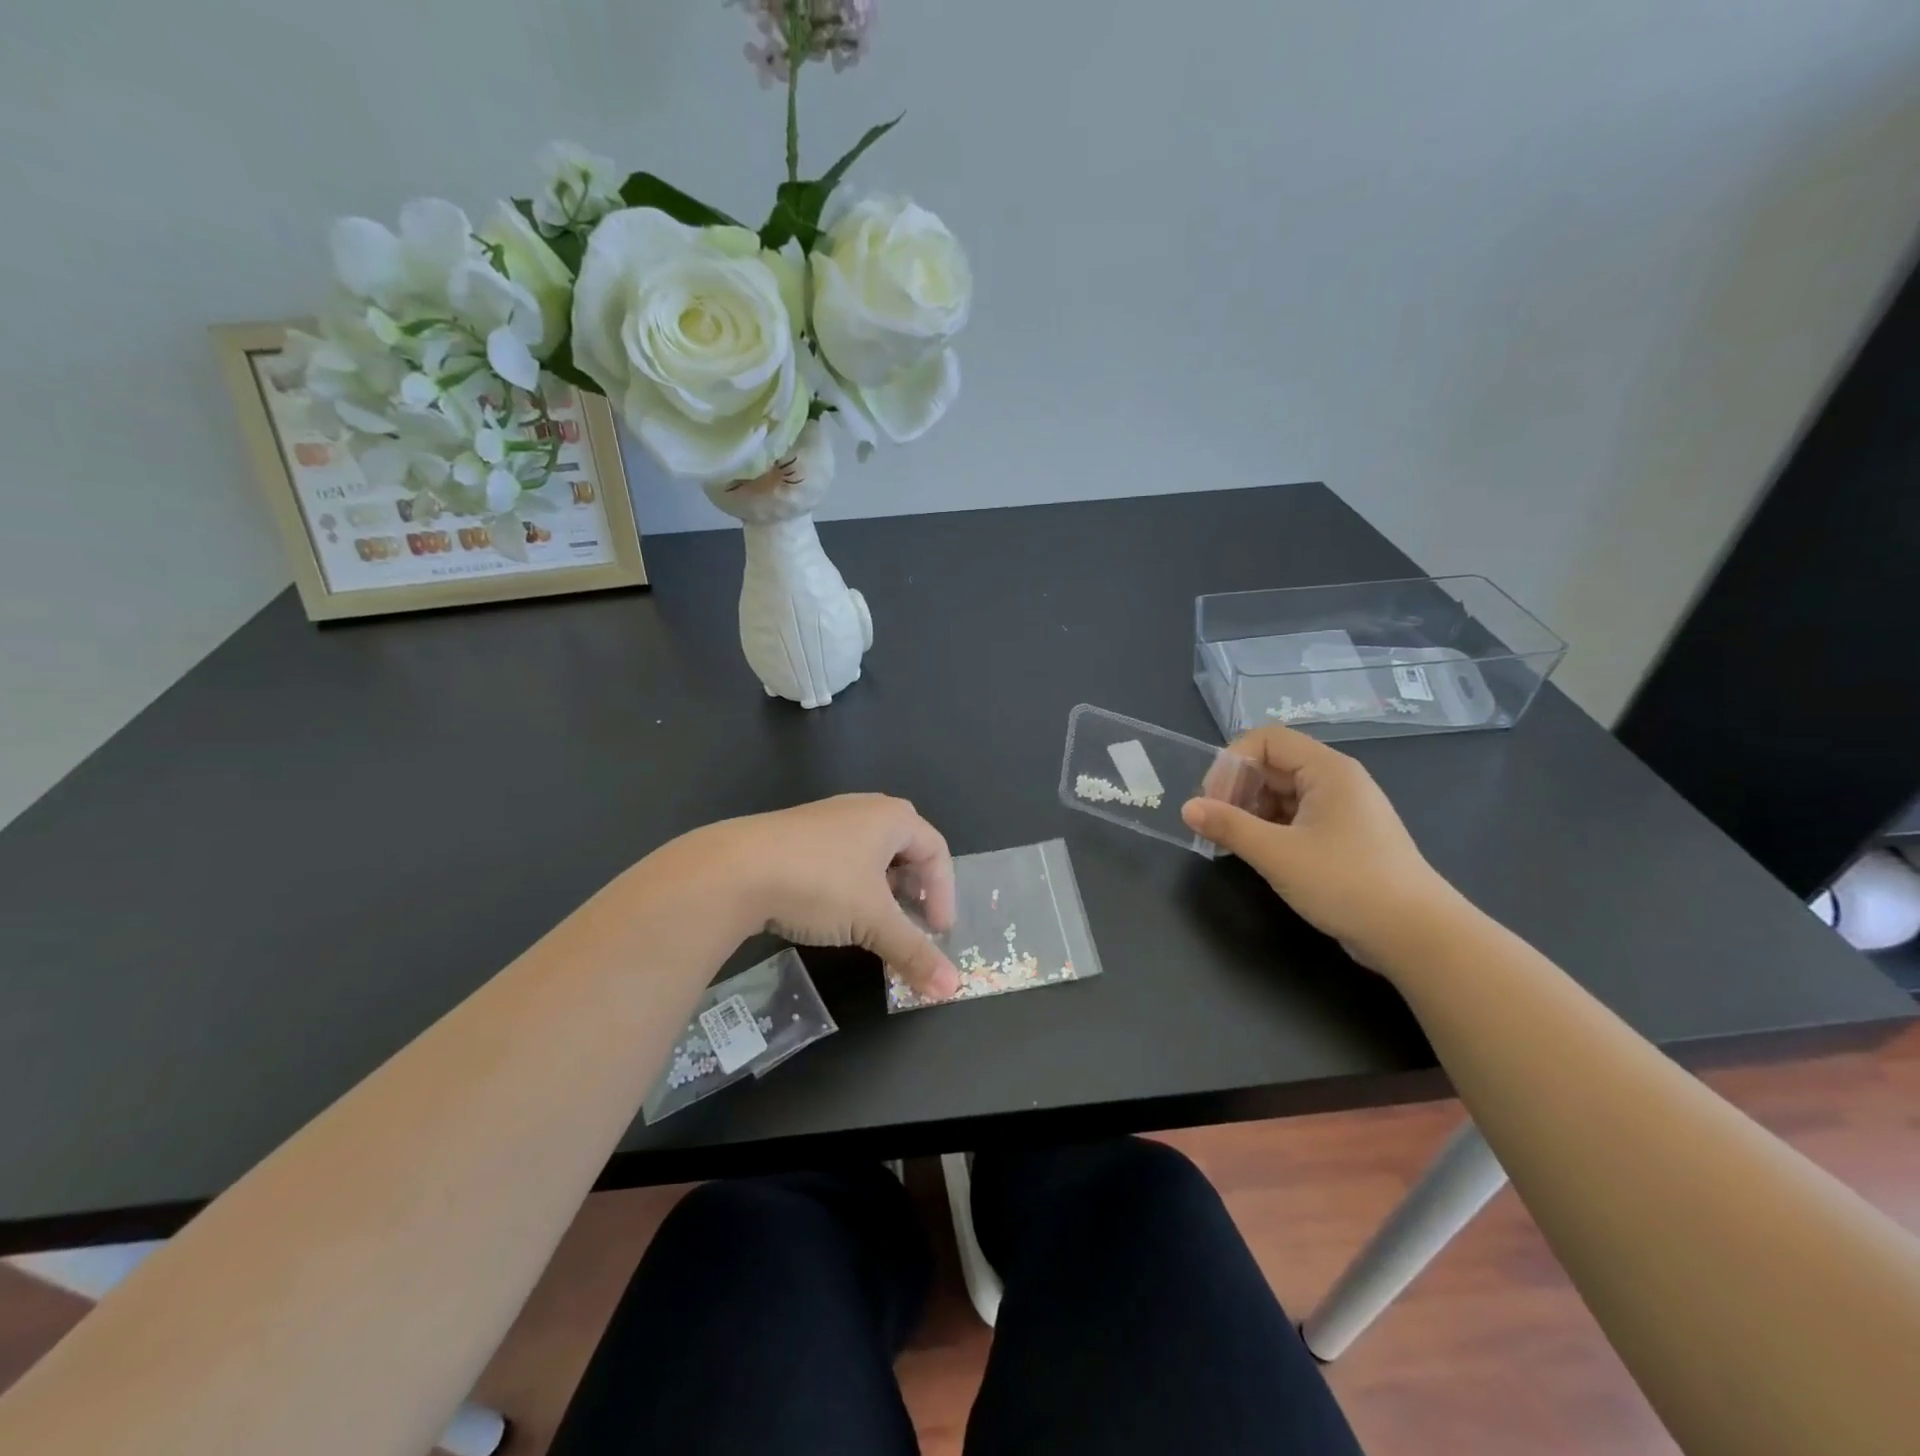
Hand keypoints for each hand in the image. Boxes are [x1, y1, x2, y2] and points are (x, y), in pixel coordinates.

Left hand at [698, 794, 960, 999]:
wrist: (734, 870)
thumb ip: (914, 952)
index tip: (938, 932)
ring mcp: (827, 818)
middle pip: (906, 848)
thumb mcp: (873, 921)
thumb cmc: (821, 884)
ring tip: (876, 921)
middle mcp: (864, 809)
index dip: (945, 894)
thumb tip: (952, 990)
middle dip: (915, 889)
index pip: (936, 851)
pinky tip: (835, 911)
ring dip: (882, 889)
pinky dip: (852, 884)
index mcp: (891, 817)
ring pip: (871, 853)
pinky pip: (841, 857)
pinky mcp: (797, 834)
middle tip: (913, 922)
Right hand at [1181, 725, 1463, 968]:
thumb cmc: (1346, 883)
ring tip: (1232, 842)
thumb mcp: (1278, 853)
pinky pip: (1297, 818)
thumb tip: (1188, 808)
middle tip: (1216, 823)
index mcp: (1327, 770)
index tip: (1213, 800)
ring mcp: (1342, 811)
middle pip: (1273, 765)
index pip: (1267, 740)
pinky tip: (1257, 853)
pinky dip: (1270, 828)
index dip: (1233, 762)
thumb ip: (1229, 827)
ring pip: (1282, 793)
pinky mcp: (1344, 838)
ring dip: (1251, 811)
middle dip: (1238, 789)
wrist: (1416, 935)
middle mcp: (1337, 781)